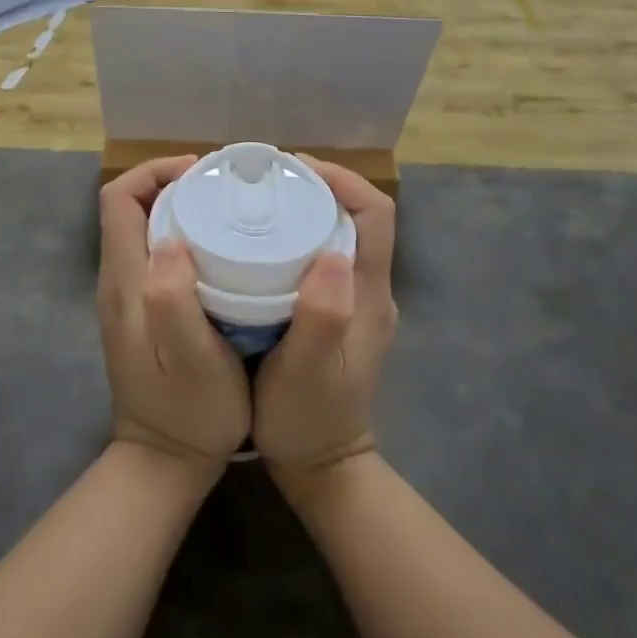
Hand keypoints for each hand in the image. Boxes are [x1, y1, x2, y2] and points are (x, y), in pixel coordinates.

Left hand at [97, 157, 249, 469]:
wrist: (164, 462)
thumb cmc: (189, 413)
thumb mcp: (189, 362)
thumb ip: (173, 302)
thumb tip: (170, 241)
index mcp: (124, 281)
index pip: (119, 199)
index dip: (155, 172)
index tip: (203, 173)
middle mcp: (117, 280)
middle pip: (131, 206)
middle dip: (173, 183)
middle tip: (225, 187)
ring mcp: (127, 297)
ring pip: (144, 228)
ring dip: (180, 208)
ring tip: (228, 210)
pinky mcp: (142, 312)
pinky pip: (156, 254)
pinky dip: (185, 236)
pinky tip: (222, 251)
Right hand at [254, 159, 396, 480]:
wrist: (322, 468)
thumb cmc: (307, 420)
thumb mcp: (307, 373)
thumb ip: (322, 317)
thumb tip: (331, 255)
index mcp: (368, 295)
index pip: (375, 214)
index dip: (342, 180)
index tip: (295, 169)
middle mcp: (369, 290)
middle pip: (358, 216)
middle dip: (319, 186)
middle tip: (267, 180)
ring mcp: (355, 302)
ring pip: (339, 234)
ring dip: (308, 208)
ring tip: (261, 201)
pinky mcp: (337, 313)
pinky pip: (324, 256)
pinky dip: (299, 236)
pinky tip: (262, 244)